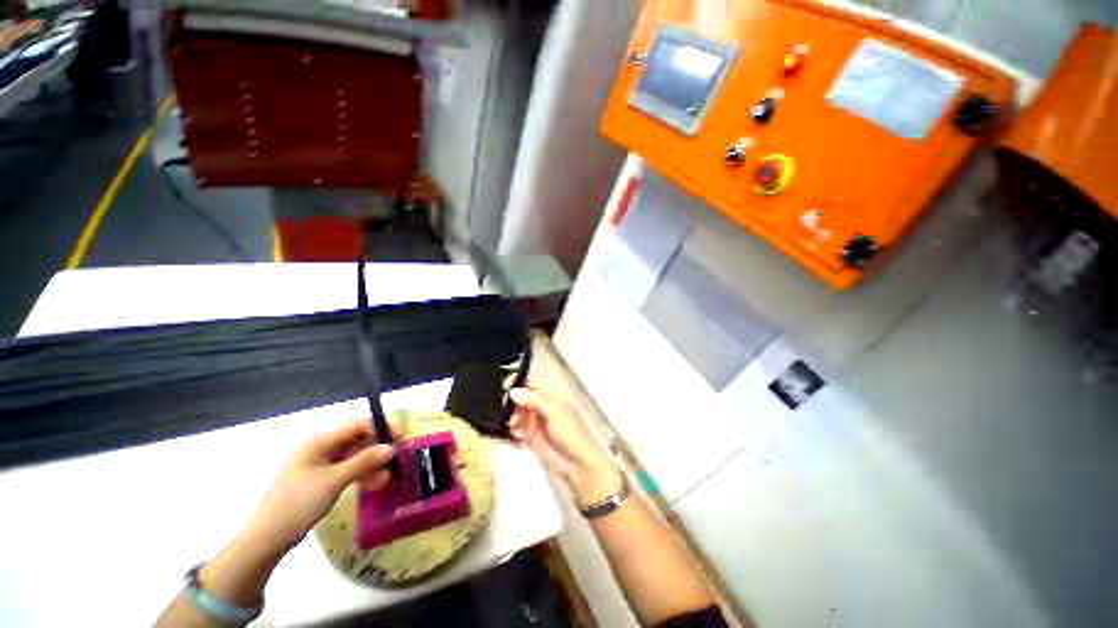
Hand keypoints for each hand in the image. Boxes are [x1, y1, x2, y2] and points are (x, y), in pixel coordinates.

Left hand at [244, 419, 397, 553]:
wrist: (267, 538)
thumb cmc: (297, 503)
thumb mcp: (333, 481)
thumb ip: (364, 461)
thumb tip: (391, 447)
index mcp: (318, 442)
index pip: (355, 426)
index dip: (379, 427)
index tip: (401, 435)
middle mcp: (320, 450)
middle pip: (356, 441)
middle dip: (377, 447)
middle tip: (399, 455)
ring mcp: (320, 466)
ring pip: (354, 457)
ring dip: (372, 464)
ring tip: (389, 475)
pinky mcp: (321, 481)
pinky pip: (347, 471)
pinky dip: (362, 475)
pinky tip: (376, 483)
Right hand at [507, 384, 622, 506]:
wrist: (578, 464)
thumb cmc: (572, 434)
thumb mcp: (555, 412)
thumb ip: (534, 400)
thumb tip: (514, 391)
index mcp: (550, 397)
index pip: (531, 384)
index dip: (518, 382)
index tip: (507, 385)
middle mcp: (541, 407)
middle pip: (520, 398)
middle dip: (512, 402)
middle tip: (509, 409)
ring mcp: (535, 423)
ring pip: (516, 414)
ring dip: (512, 417)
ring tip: (515, 424)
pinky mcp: (531, 438)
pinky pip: (516, 430)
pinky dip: (514, 431)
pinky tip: (518, 435)